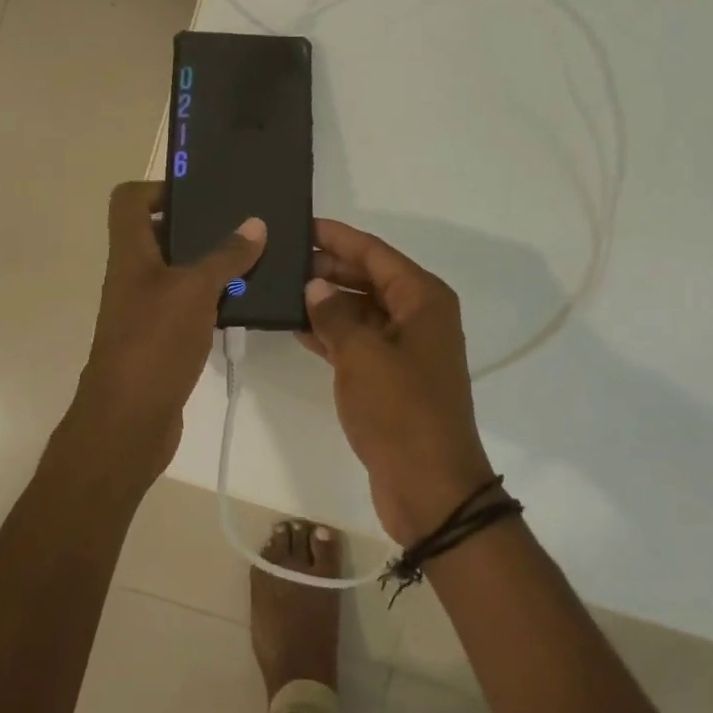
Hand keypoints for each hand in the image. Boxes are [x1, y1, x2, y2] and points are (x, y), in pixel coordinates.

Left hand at [70, 181, 264, 485]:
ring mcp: (146, 309)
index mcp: (130, 254)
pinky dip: (213, 298)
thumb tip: (256, 224)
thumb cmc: (153, 344)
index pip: (129, 200)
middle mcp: (133, 275)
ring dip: (212, 263)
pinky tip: (245, 301)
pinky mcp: (161, 339)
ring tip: (255, 257)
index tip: (200, 194)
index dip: (158, 187)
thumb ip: (226, 256)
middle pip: (159, 233)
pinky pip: (189, 304)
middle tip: (243, 223)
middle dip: (199, 225)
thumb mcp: (195, 291)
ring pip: (179, 270)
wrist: (128, 423)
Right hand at [300, 219, 496, 544]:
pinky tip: (297, 326)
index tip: (302, 224)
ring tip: (282, 287)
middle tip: (283, 257)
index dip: (338, 237)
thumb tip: (315, 286)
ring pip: (361, 310)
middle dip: (329, 268)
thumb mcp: (362, 355)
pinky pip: (358, 341)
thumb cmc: (400, 410)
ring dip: (327, 301)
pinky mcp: (392, 378)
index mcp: (423, 298)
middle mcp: (419, 316)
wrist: (430, 488)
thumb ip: (334, 314)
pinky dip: (332, 333)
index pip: (375, 253)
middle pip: (369, 278)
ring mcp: (406, 348)